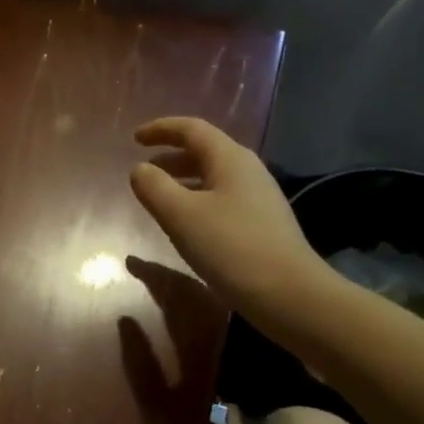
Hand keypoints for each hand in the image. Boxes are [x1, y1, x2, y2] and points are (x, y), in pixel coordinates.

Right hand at [129, 117, 333, 321]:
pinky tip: (185, 225)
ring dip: (182, 180)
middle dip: (170, 156)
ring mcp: (258, 199)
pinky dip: (196, 201)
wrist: (289, 294)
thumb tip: (140, 170)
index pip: (192, 129)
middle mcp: (247, 171)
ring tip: (158, 197)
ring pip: (212, 178)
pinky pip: (220, 199)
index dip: (161, 129)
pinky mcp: (261, 224)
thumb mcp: (181, 215)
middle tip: (143, 169)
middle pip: (204, 151)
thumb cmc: (231, 247)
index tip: (134, 138)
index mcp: (230, 159)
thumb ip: (154, 187)